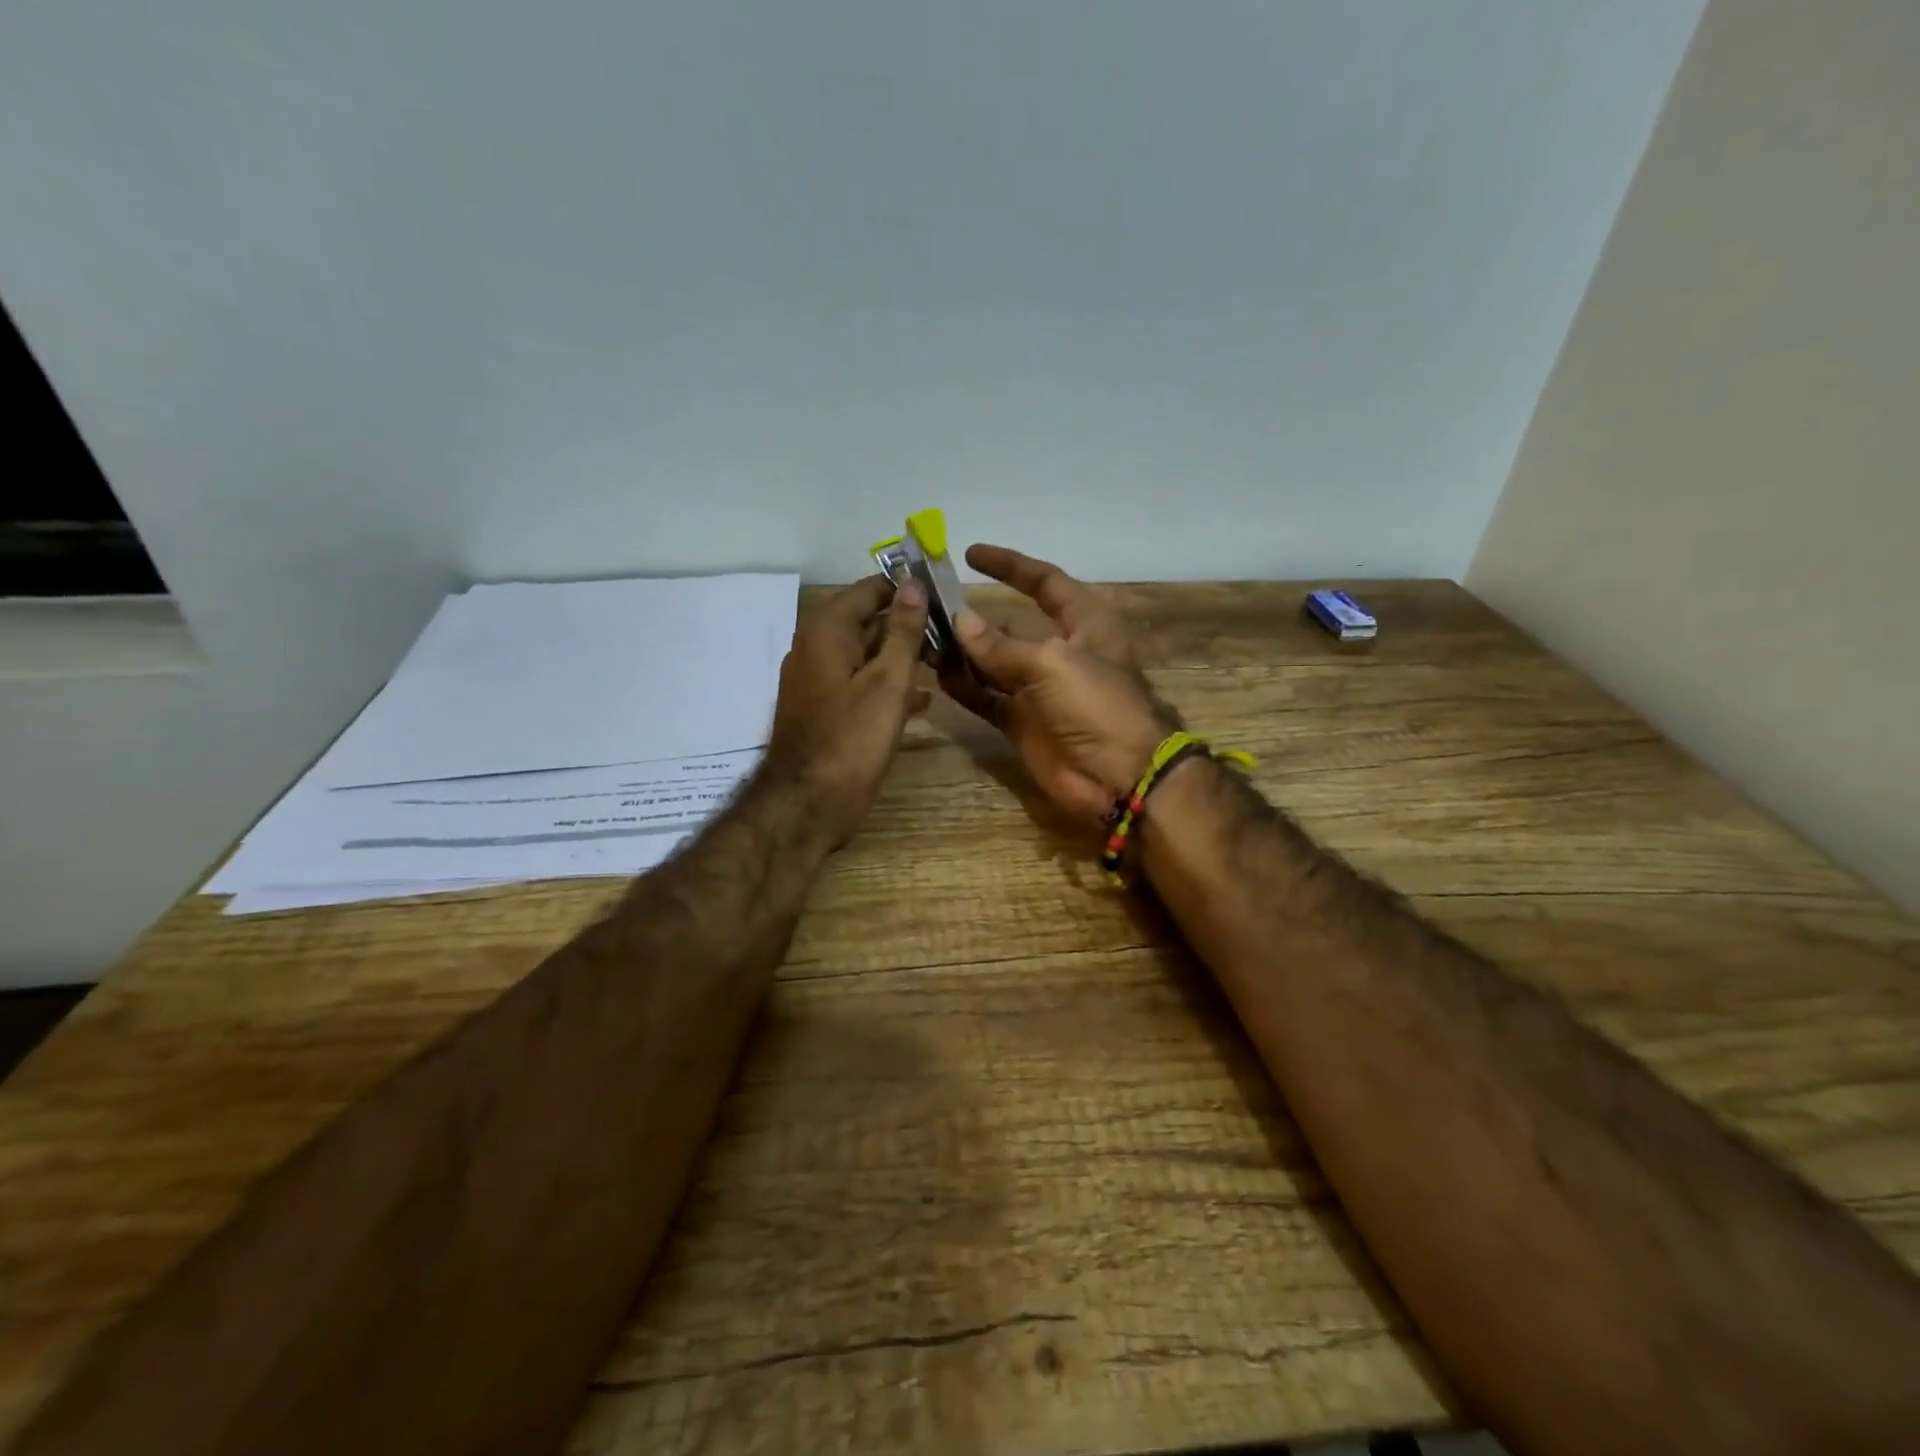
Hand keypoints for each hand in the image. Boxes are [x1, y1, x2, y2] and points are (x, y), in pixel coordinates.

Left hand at [765, 575, 929, 846]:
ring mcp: (818, 680)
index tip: (947, 595)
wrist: (808, 804)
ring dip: (903, 657)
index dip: (909, 589)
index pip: (871, 589)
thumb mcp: (888, 681)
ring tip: (946, 663)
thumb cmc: (852, 738)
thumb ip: (903, 631)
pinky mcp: (825, 710)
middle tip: (953, 635)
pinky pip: (860, 684)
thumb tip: (914, 584)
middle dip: (910, 625)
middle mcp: (816, 647)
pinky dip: (888, 685)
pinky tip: (922, 700)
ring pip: (867, 655)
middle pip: (869, 620)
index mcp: (827, 630)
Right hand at [941, 544, 1178, 821]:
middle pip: (1011, 623)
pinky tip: (938, 673)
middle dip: (974, 614)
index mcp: (1084, 624)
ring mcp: (1039, 690)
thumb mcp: (1051, 664)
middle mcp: (1060, 652)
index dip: (1011, 565)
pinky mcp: (1023, 722)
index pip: (1045, 583)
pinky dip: (965, 687)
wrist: (1120, 777)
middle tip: (932, 603)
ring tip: (925, 637)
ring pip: (993, 662)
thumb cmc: (1097, 705)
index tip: (971, 554)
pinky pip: (987, 698)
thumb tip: (959, 621)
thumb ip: (1001, 645)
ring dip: (963, 651)